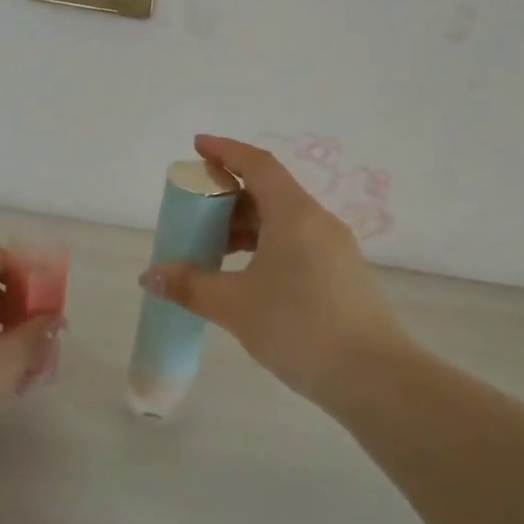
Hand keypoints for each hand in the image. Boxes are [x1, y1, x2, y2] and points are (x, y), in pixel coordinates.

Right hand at [139, 135, 409, 406]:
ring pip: (283, 221)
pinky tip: (247, 276)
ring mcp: (334, 248)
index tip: (197, 146)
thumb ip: (191, 286)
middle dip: (229, 195)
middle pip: (269, 192)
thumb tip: (150, 276)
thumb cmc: (299, 327)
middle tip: (195, 211)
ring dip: (246, 226)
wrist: (373, 376)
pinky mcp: (341, 274)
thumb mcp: (236, 306)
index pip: (257, 164)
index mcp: (294, 213)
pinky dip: (266, 246)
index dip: (225, 151)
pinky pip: (296, 243)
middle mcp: (318, 221)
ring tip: (213, 249)